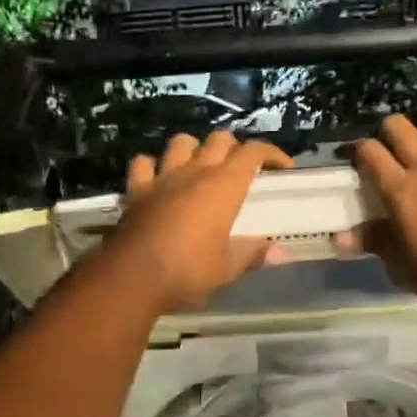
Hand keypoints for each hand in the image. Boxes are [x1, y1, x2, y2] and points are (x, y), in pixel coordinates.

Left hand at [107, 131, 295, 313]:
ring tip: (200, 166)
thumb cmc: (188, 271)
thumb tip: (280, 254)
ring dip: (194, 148)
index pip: (254, 152)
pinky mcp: (136, 189)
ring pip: (181, 142)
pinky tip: (158, 178)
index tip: (283, 169)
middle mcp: (195, 172)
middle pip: (220, 139)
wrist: (132, 277)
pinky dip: (153, 166)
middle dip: (235, 148)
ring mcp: (163, 177)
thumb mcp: (227, 269)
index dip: (272, 154)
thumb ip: (253, 255)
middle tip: (242, 170)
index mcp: (224, 186)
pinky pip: (144, 163)